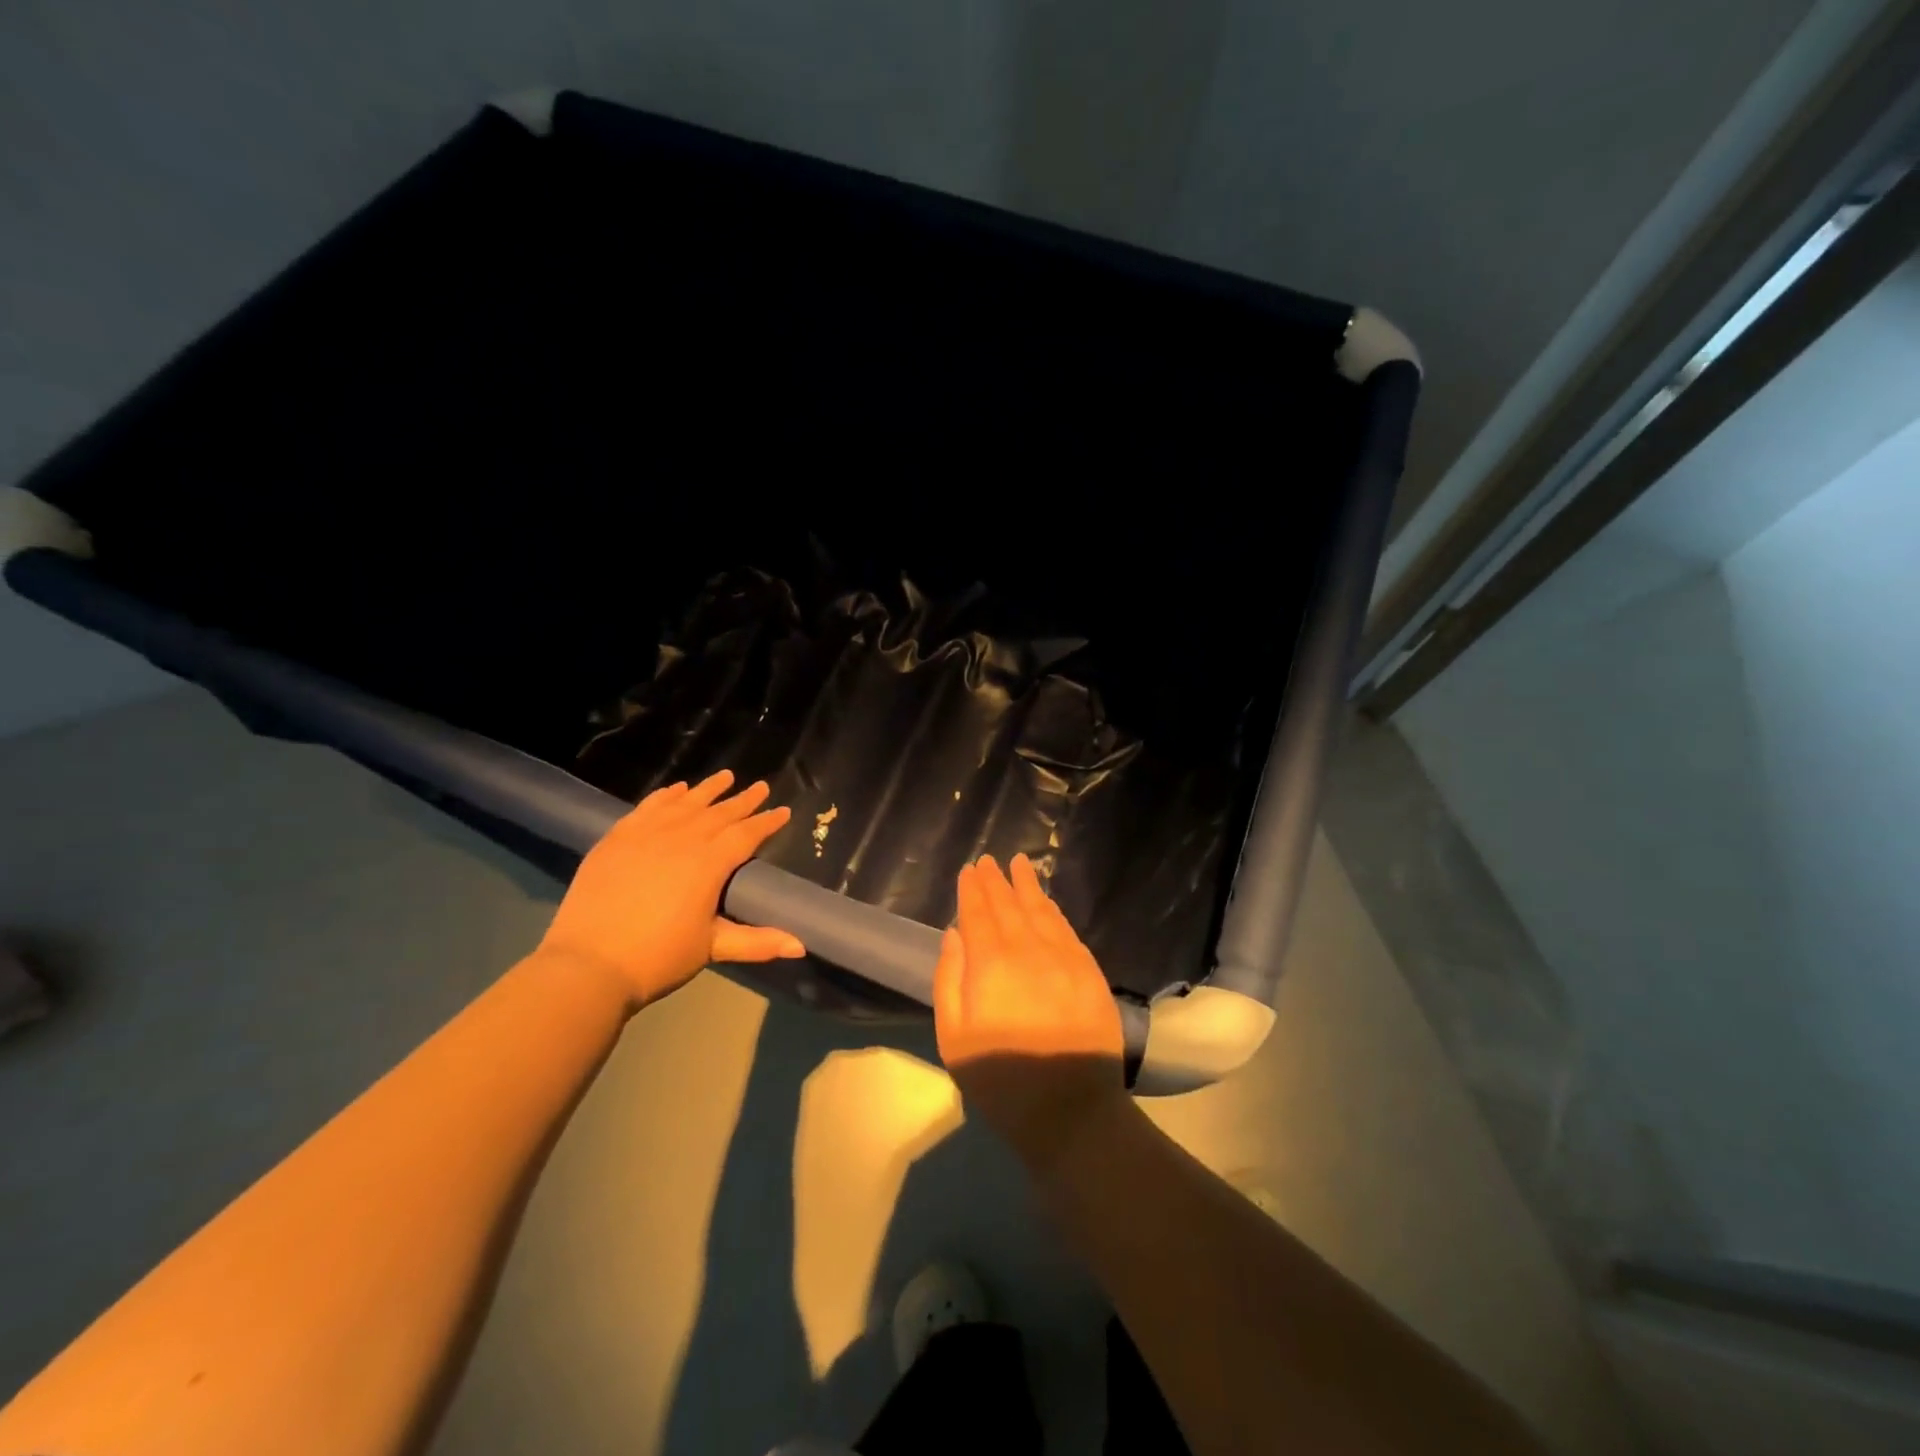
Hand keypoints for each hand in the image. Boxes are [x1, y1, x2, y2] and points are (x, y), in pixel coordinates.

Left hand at [538, 771, 804, 1008]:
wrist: (588, 964)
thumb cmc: (658, 957)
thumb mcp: (712, 948)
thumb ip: (758, 942)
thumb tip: (801, 946)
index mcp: (709, 863)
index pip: (746, 834)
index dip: (767, 822)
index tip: (784, 811)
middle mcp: (682, 838)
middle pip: (719, 813)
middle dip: (742, 800)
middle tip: (760, 786)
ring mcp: (646, 834)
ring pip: (685, 803)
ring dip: (707, 789)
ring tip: (725, 776)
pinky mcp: (617, 838)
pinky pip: (648, 807)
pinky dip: (666, 795)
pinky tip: (676, 789)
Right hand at [934, 853, 1128, 1170]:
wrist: (1072, 1112)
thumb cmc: (1002, 1080)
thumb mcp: (955, 1038)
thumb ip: (950, 980)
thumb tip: (954, 934)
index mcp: (991, 964)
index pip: (979, 914)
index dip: (973, 890)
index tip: (970, 870)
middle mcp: (1029, 950)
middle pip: (1010, 905)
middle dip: (997, 881)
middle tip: (990, 860)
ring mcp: (1064, 958)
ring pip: (1042, 910)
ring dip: (1028, 885)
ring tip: (1020, 864)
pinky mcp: (1089, 972)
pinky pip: (1067, 929)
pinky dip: (1053, 910)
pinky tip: (1047, 902)